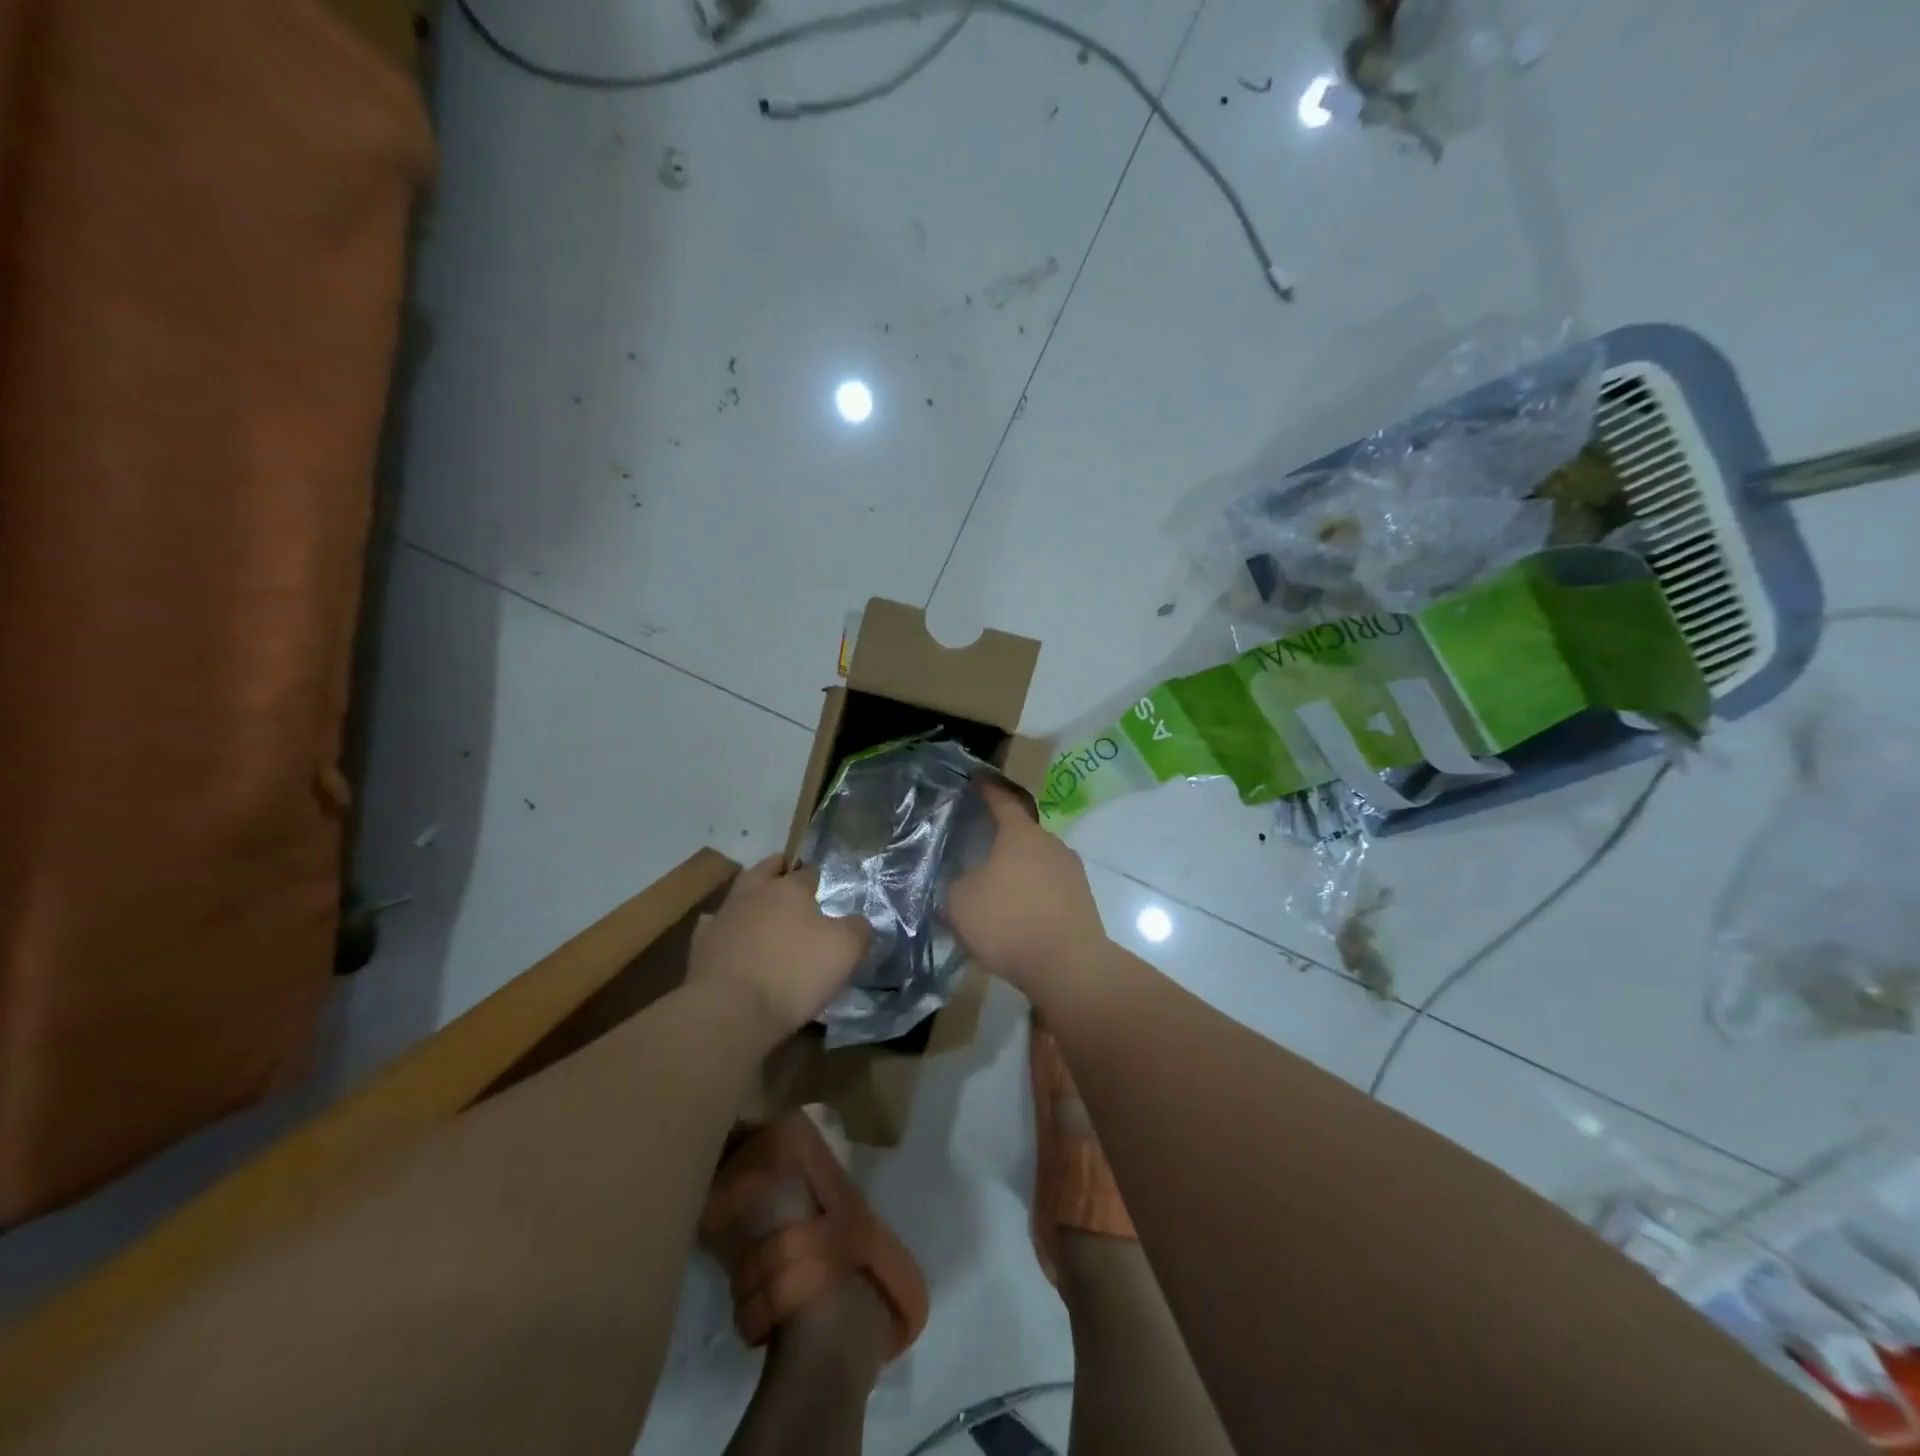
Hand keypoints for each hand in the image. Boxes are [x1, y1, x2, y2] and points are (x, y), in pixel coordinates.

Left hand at [688, 857, 867, 1041]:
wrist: (730, 1009)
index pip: (807, 872)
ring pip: (737, 895)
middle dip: (777, 869)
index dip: (816, 876)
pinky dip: (724, 927)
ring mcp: (723, 918)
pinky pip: (714, 927)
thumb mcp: (845, 950)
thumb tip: (858, 922)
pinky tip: (730, 936)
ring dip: (749, 897)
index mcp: (790, 889)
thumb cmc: (794, 973)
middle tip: (787, 873)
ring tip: (760, 906)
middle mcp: (754, 894)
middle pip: (766, 870)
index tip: (822, 883)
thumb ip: (857, 929)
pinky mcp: (701, 946)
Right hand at [947, 782, 1107, 995]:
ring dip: (1019, 873)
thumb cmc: (1008, 922)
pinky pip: (1050, 889)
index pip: (1001, 801)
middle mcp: (1051, 844)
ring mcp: (1072, 871)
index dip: (987, 791)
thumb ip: (957, 882)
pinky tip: (1020, 918)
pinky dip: (1034, 896)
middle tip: (979, 853)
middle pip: (1022, 834)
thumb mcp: (961, 901)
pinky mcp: (1083, 900)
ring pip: (1037, 863)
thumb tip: (966, 880)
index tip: (977, 780)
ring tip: (998, 894)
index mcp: (1020, 834)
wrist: (1068, 965)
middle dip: (1001, 842)